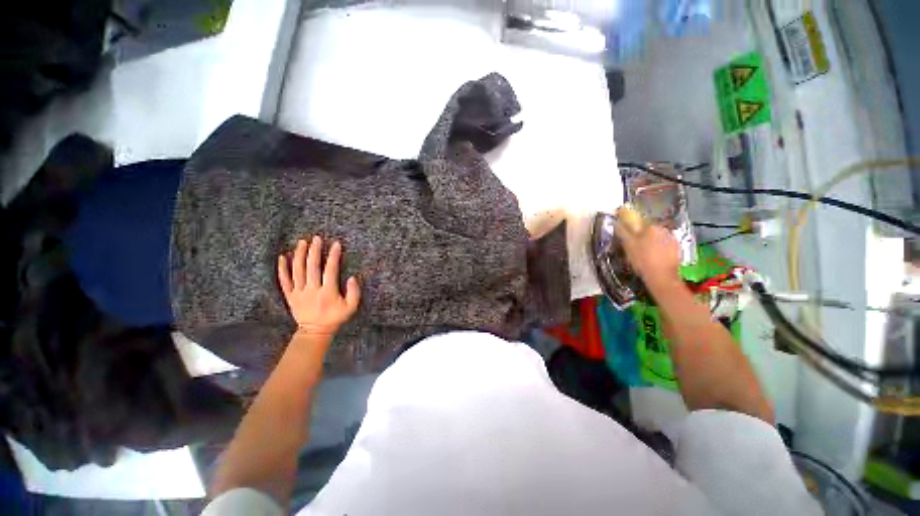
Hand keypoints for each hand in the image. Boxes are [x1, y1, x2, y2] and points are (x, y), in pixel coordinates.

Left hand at [278, 236, 359, 338]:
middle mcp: (312, 290)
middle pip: (312, 267)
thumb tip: (353, 277)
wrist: (315, 331)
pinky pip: (284, 280)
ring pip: (297, 270)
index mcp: (328, 292)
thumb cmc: (335, 317)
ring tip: (302, 242)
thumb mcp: (351, 307)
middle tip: (317, 238)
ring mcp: (299, 292)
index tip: (336, 244)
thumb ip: (354, 292)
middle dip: (315, 251)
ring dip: (300, 255)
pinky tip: (283, 257)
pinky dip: (282, 268)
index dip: (334, 256)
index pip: (331, 270)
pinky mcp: (290, 296)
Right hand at [614, 206, 680, 292]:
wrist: (662, 277)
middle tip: (634, 246)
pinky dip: (658, 248)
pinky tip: (653, 257)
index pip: (639, 221)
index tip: (626, 235)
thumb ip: (622, 231)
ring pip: (657, 237)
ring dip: (650, 241)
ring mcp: (672, 239)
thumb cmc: (642, 260)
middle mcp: (664, 229)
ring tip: (643, 253)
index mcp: (651, 226)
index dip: (631, 228)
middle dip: (641, 235)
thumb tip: (617, 222)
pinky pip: (664, 244)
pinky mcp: (677, 248)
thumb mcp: (628, 245)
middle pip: (648, 229)